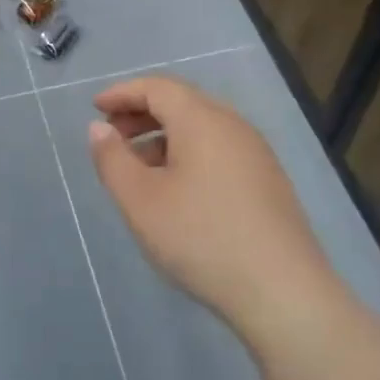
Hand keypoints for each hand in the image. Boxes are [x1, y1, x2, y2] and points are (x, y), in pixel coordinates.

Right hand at [87, 75, 331, 343]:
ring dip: (164, 135)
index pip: (156, 87)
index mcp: (201, 119)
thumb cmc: (202, 238)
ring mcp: (256, 152)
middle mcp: (232, 124)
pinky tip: (178, 189)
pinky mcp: (268, 180)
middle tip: (112, 136)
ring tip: (139, 167)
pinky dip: (189, 153)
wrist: (284, 292)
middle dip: (141, 112)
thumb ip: (112, 160)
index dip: (122, 93)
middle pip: (181, 102)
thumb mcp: (140, 201)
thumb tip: (99, 129)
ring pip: (201, 127)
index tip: (95, 108)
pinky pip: (219, 148)